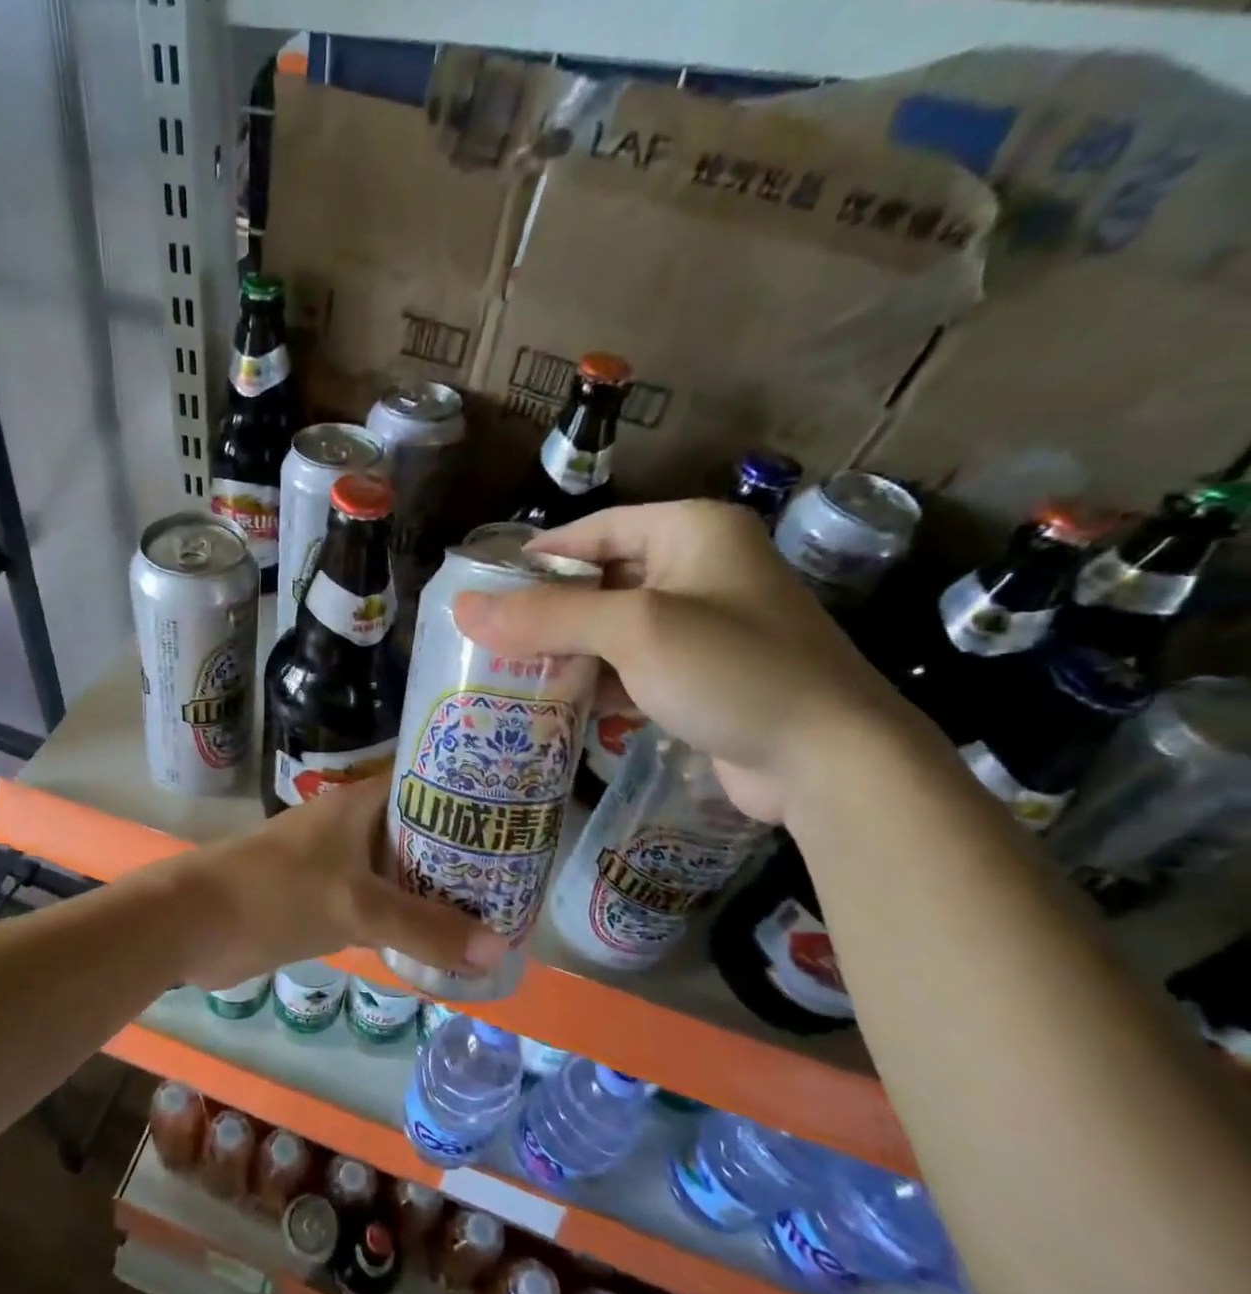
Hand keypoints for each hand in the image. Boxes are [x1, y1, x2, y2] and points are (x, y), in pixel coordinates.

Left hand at [161, 774, 503, 990]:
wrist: (194, 923)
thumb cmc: (275, 894)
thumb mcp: (355, 907)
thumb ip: (423, 928)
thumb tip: (497, 949)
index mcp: (359, 804)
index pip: (425, 780)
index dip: (469, 790)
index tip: (513, 810)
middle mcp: (352, 825)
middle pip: (418, 828)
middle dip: (461, 847)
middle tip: (517, 866)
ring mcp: (336, 862)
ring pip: (399, 867)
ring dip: (436, 885)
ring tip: (495, 901)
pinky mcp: (324, 898)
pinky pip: (379, 901)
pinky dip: (407, 915)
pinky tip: (442, 935)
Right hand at [452, 501, 913, 821]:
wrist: (831, 762)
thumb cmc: (732, 670)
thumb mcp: (633, 631)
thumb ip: (546, 616)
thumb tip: (461, 608)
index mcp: (691, 532)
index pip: (593, 531)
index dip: (536, 558)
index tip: (484, 589)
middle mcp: (699, 569)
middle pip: (600, 580)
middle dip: (547, 612)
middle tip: (489, 638)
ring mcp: (703, 626)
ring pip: (612, 628)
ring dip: (567, 651)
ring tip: (509, 672)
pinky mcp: (702, 676)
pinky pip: (632, 667)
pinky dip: (596, 681)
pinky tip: (557, 703)